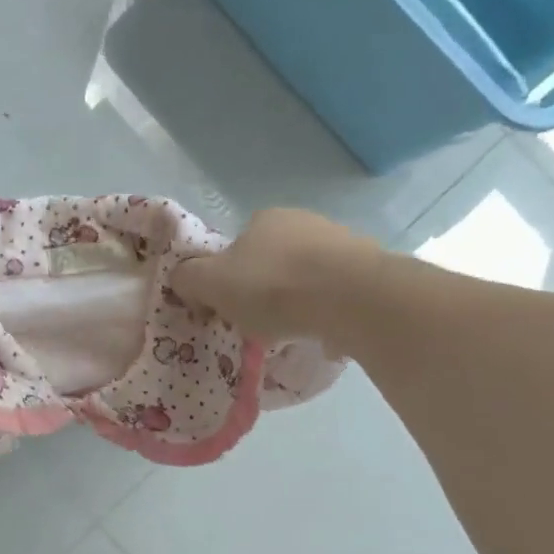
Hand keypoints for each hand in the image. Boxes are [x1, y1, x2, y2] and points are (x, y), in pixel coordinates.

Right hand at [172, 209, 379, 343]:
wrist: (350, 298)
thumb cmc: (272, 287)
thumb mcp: (210, 283)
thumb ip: (187, 278)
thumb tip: (182, 279)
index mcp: (264, 219)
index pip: (236, 247)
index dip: (226, 278)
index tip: (226, 308)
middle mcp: (303, 221)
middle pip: (272, 261)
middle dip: (263, 290)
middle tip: (258, 323)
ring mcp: (341, 243)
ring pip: (306, 276)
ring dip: (297, 300)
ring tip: (293, 332)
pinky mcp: (370, 269)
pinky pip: (337, 294)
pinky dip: (327, 311)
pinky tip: (325, 333)